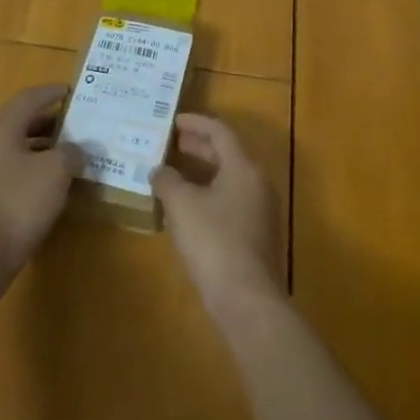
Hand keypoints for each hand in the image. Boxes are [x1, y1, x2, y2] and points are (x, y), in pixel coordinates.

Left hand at [0, 84, 81, 301]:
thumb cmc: (17, 204)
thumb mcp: (55, 172)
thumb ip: (70, 152)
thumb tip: (74, 150)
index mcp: (0, 131)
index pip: (28, 99)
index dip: (51, 92)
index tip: (72, 90)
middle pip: (21, 124)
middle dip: (50, 122)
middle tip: (78, 124)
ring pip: (17, 151)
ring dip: (44, 150)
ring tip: (72, 156)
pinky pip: (14, 175)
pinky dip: (35, 174)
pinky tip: (54, 188)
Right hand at [153, 114, 281, 320]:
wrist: (246, 298)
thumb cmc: (213, 241)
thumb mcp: (182, 205)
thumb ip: (168, 181)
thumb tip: (159, 170)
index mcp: (243, 168)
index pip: (220, 132)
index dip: (196, 123)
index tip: (174, 120)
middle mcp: (257, 183)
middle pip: (228, 154)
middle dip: (199, 147)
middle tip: (173, 143)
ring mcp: (261, 211)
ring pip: (229, 179)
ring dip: (203, 172)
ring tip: (176, 173)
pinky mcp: (257, 235)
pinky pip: (231, 201)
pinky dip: (209, 194)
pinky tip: (188, 208)